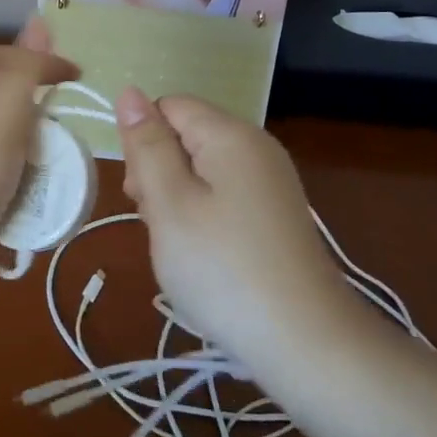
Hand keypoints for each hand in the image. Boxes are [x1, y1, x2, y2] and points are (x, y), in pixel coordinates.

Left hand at [0, 19, 77, 314]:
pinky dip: (24, 194)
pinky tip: (39, 209)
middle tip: (71, 136)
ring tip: (60, 177)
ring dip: (37, 162)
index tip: (80, 80)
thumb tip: (39, 30)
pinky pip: (4, 186)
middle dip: (42, 119)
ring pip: (11, 147)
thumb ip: (23, 74)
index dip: (40, 60)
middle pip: (7, 103)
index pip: (1, 56)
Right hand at [115, 87, 359, 364]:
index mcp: (230, 134)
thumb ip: (147, 146)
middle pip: (186, 136)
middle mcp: (256, 146)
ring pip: (201, 169)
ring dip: (178, 201)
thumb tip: (129, 93)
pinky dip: (204, 218)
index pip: (169, 107)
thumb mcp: (170, 204)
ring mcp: (270, 181)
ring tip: (180, 248)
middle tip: (160, 225)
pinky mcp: (275, 213)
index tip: (141, 194)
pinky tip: (204, 256)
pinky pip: (224, 195)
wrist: (307, 343)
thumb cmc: (224, 270)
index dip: (144, 143)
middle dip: (159, 174)